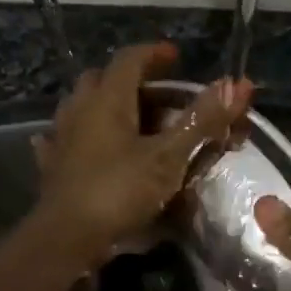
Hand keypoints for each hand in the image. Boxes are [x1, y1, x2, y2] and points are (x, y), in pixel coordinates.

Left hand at [33, 43, 250, 266]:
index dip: (154, 53)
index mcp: (108, 99)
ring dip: (106, 104)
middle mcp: (80, 108)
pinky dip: (83, 134)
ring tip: (131, 118)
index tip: (176, 57)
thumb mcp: (169, 157)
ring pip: (83, 105)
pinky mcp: (53, 164)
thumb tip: (237, 83)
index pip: (130, 58)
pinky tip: (88, 144)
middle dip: (132, 80)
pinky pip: (67, 137)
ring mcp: (61, 136)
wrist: (67, 237)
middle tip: (160, 94)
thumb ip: (201, 120)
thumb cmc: (119, 191)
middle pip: (103, 79)